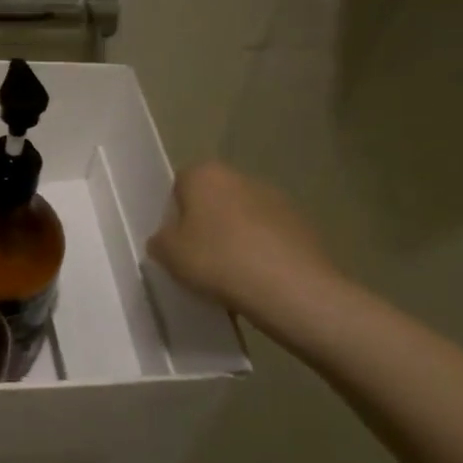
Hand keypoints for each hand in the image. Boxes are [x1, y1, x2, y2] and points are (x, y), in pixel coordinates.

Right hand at [148, 163, 336, 317]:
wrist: (290, 287)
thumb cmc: (218, 261)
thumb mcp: (168, 255)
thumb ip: (159, 240)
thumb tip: (166, 239)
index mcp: (205, 175)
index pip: (179, 185)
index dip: (173, 213)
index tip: (174, 241)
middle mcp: (241, 177)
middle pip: (213, 199)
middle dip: (205, 223)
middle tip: (198, 257)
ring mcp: (276, 199)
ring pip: (242, 216)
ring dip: (234, 237)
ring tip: (229, 273)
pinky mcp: (302, 223)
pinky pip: (268, 235)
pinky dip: (260, 251)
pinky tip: (256, 279)